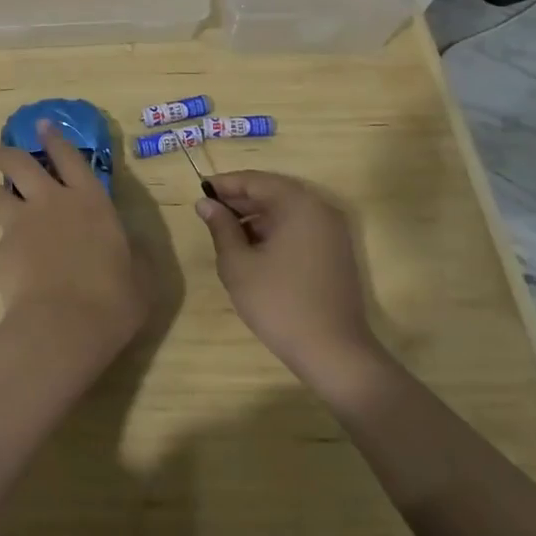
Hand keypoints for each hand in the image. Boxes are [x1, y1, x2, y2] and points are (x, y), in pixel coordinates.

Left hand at [0, 122, 151, 361]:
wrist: (64, 327)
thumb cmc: (113, 299)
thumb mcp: (141, 278)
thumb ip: (135, 257)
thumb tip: (135, 249)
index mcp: (89, 201)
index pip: (69, 157)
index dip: (54, 138)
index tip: (41, 124)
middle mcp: (51, 202)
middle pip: (19, 163)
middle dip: (7, 154)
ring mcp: (20, 224)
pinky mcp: (0, 252)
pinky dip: (4, 253)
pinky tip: (14, 274)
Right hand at [194, 171, 385, 396]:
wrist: (335, 355)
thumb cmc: (280, 303)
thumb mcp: (238, 264)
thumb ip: (221, 227)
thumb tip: (205, 203)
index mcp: (298, 205)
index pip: (255, 180)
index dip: (225, 184)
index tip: (199, 191)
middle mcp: (320, 210)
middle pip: (273, 192)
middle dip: (240, 200)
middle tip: (209, 212)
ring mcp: (332, 232)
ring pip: (286, 211)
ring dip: (256, 217)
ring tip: (226, 233)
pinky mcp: (336, 253)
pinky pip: (299, 229)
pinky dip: (275, 231)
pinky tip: (253, 250)